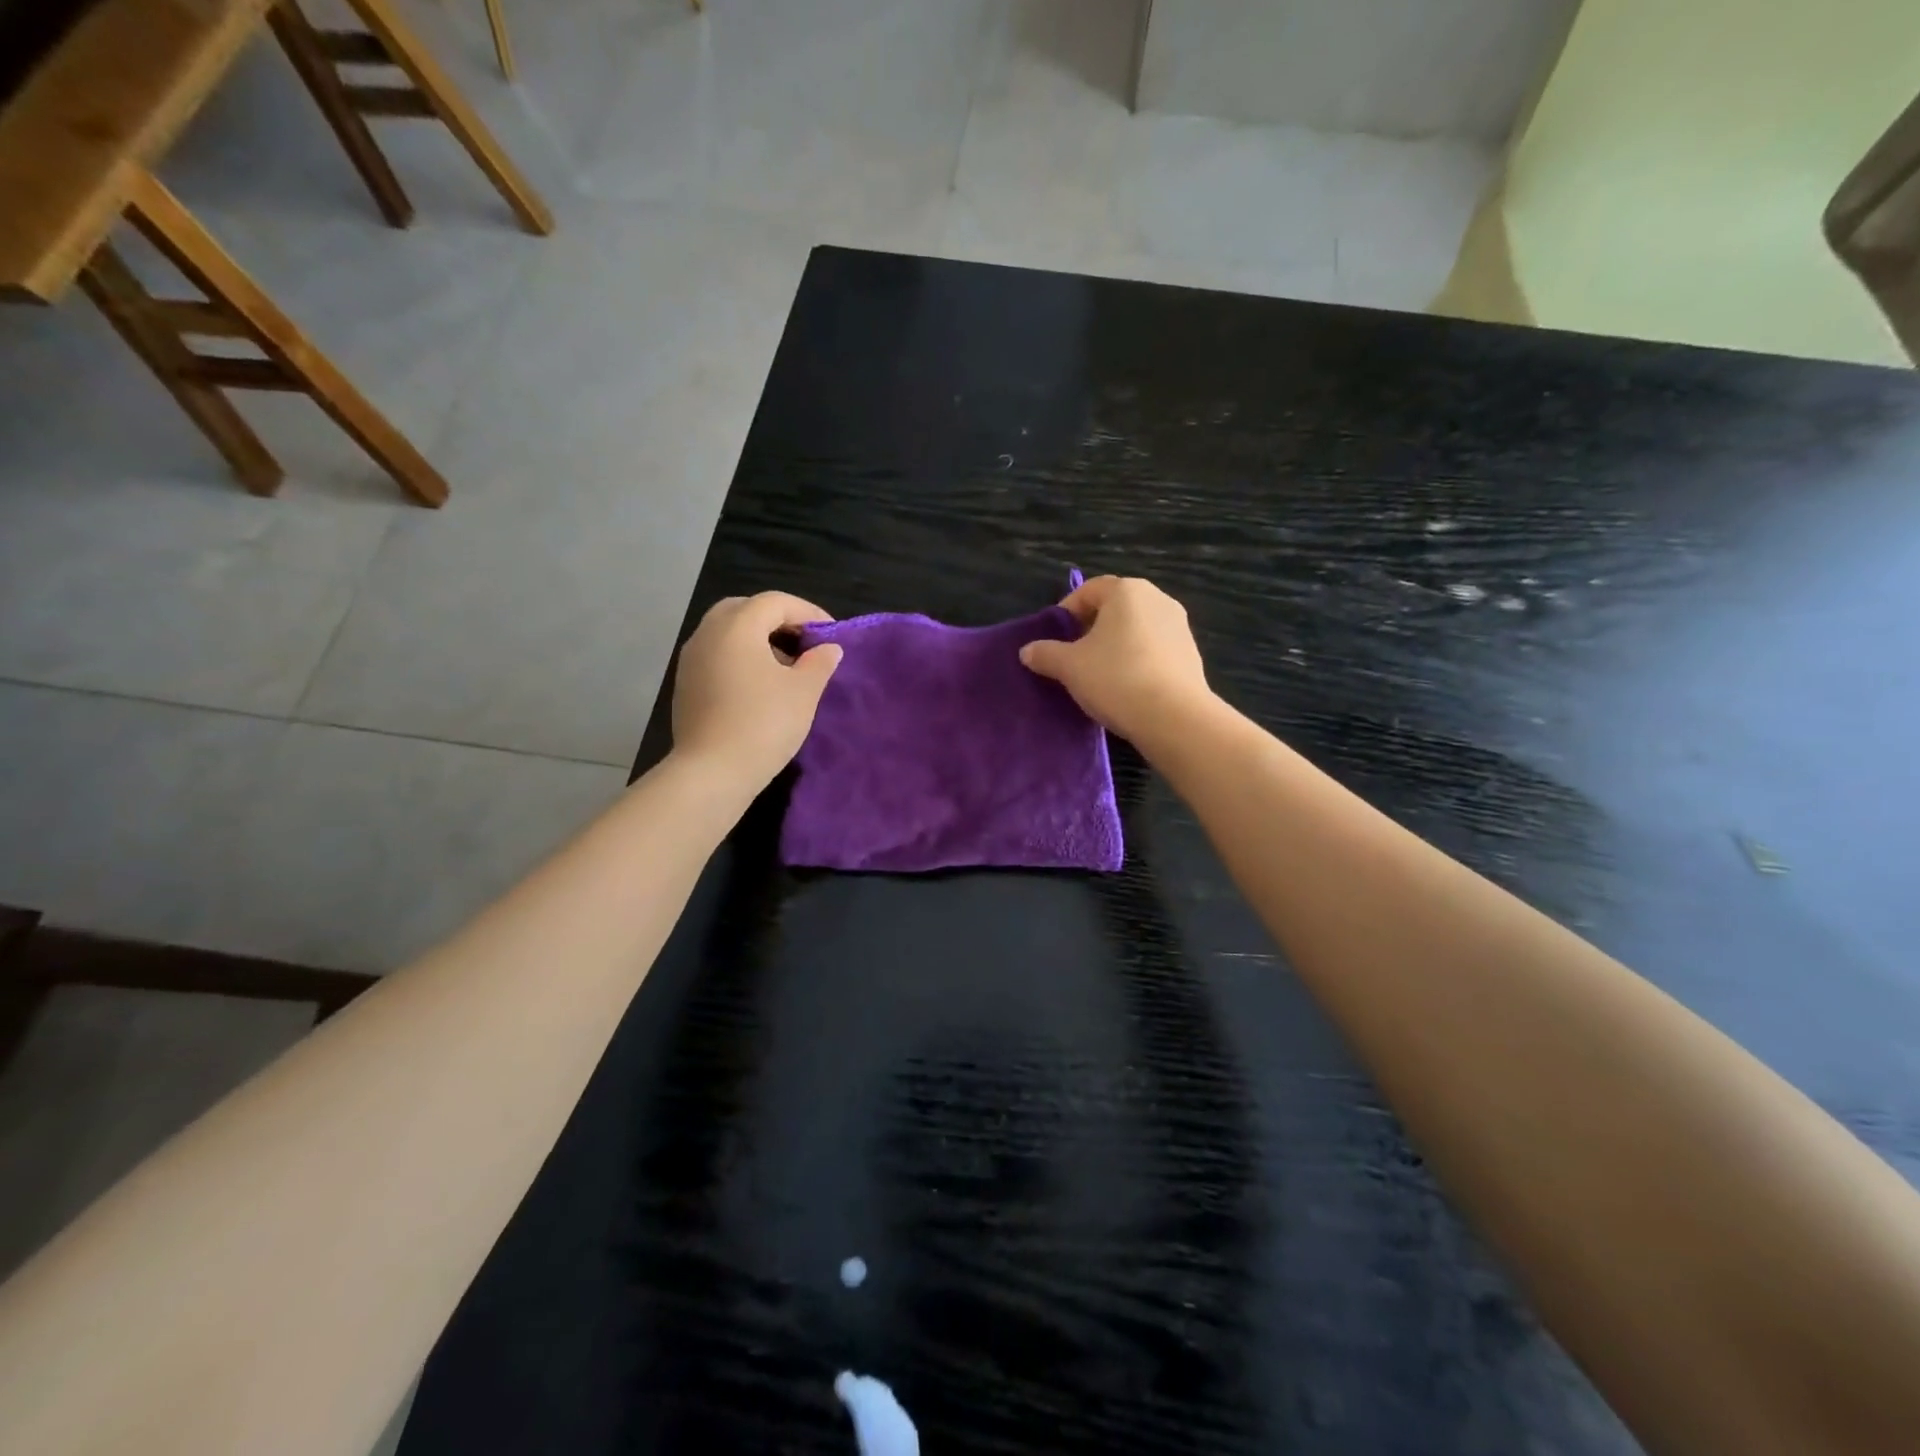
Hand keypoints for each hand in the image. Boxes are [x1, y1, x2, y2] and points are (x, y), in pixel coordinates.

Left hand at [671, 592, 841, 787]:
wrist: (712, 772)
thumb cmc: (764, 724)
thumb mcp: (803, 692)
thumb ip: (819, 663)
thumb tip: (827, 649)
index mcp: (737, 626)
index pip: (775, 602)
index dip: (808, 612)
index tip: (831, 634)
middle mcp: (708, 633)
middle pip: (745, 610)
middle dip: (778, 620)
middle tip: (804, 642)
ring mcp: (691, 659)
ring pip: (728, 633)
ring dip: (758, 639)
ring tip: (786, 666)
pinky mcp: (686, 685)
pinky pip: (717, 656)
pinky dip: (741, 658)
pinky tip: (760, 686)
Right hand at [1019, 575, 1212, 747]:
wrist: (1174, 717)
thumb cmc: (1116, 679)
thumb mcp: (1069, 667)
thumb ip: (1045, 654)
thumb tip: (1027, 651)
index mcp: (1126, 591)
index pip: (1088, 590)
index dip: (1066, 612)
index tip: (1054, 639)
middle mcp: (1157, 599)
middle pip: (1114, 608)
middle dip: (1091, 629)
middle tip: (1073, 656)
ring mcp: (1179, 626)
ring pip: (1136, 629)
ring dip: (1115, 645)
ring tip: (1098, 675)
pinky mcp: (1191, 654)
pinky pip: (1154, 649)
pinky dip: (1137, 660)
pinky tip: (1126, 687)